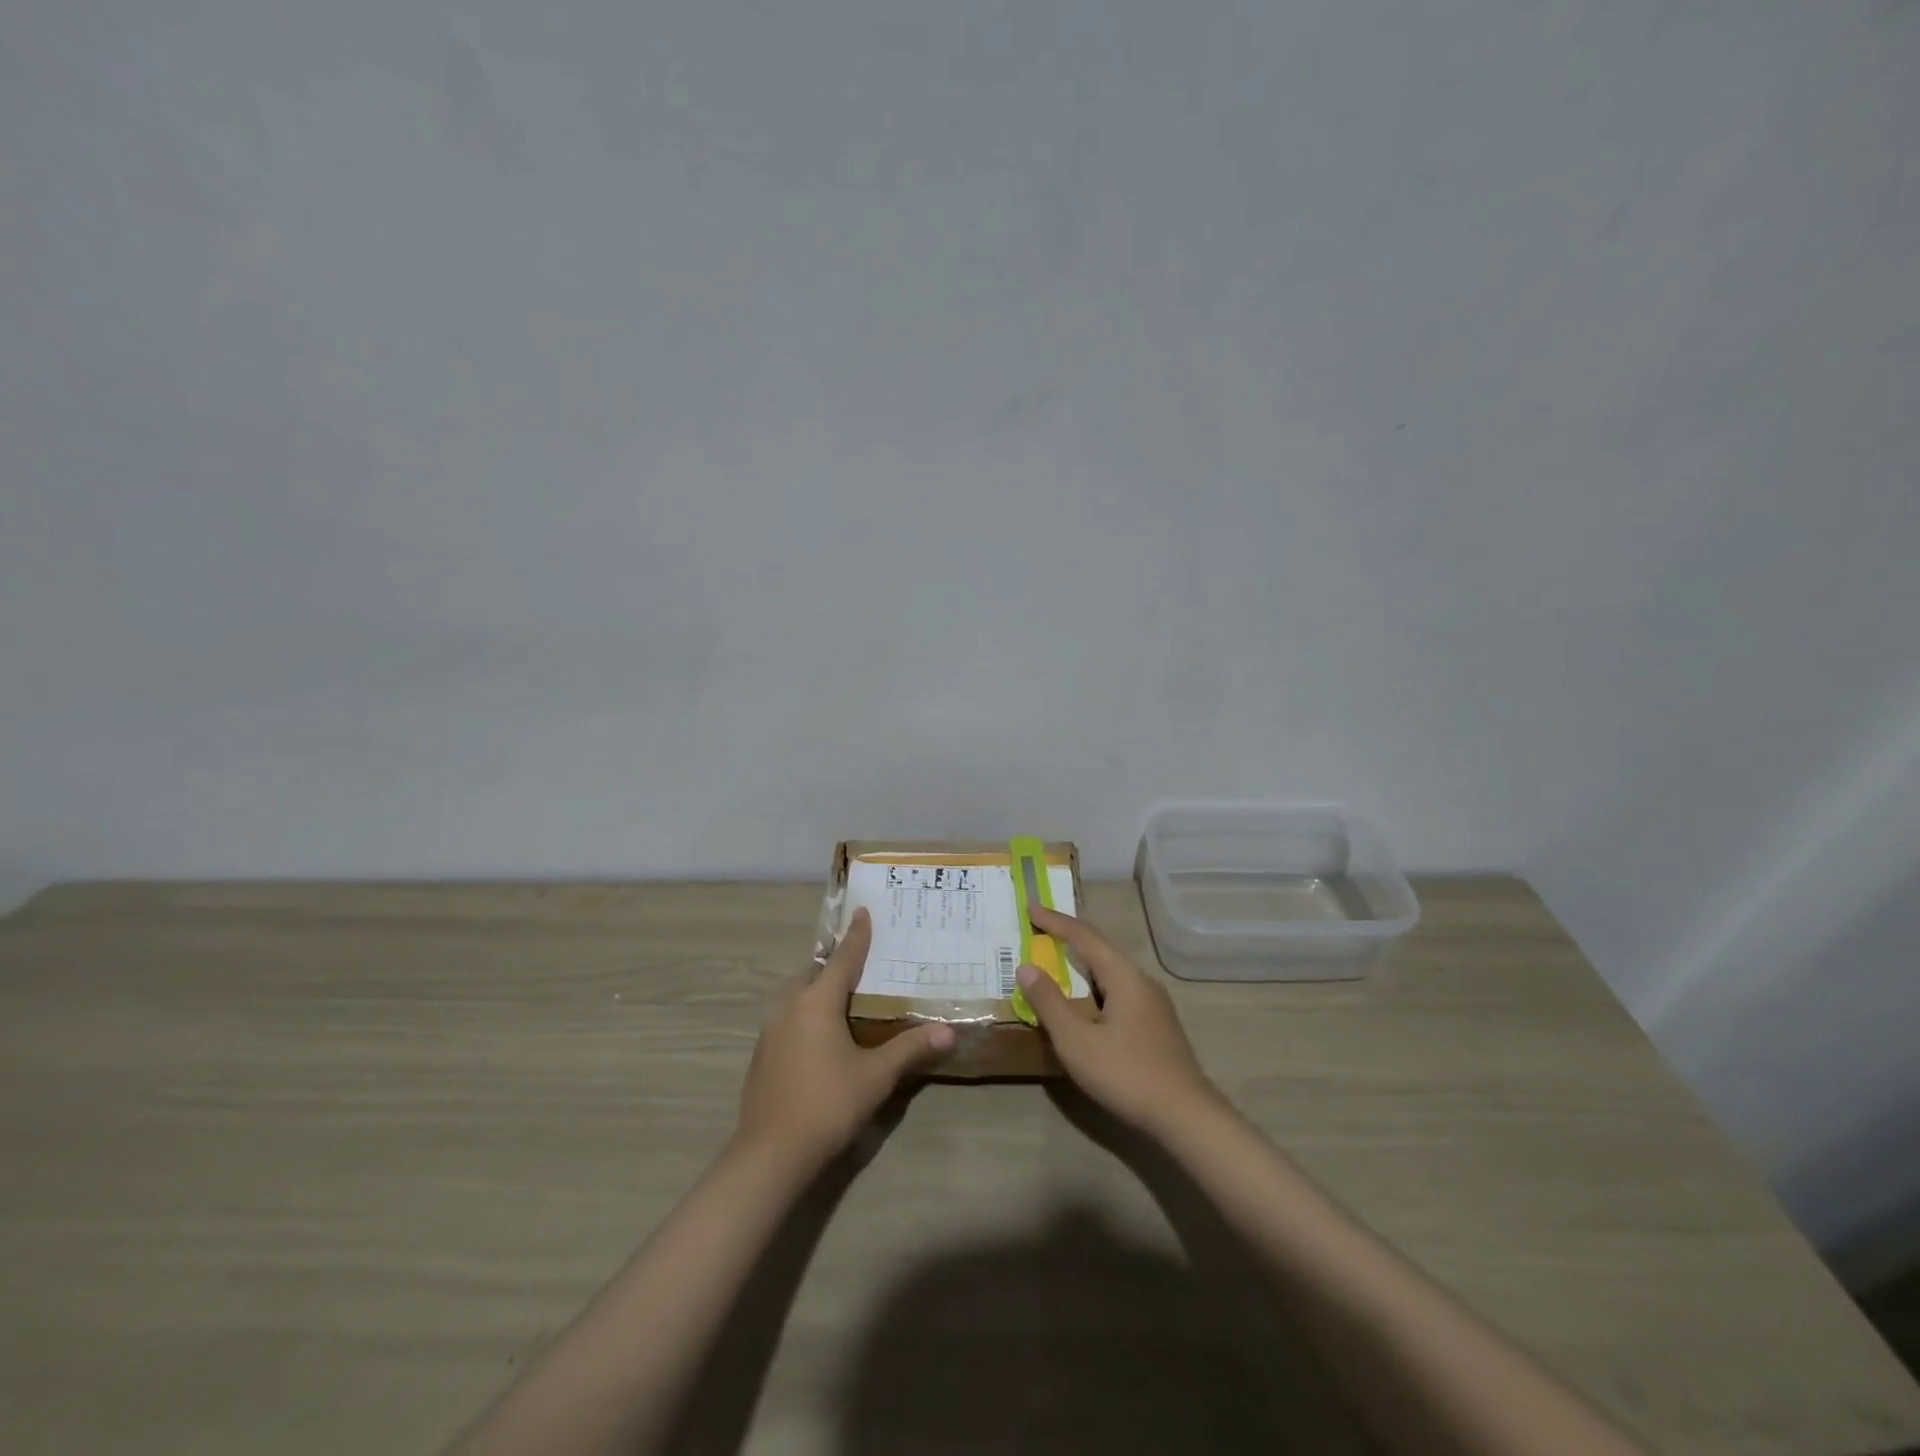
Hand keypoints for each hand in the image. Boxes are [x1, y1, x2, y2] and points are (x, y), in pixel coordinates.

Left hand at [735, 908, 953, 1169]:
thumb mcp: (875, 1075)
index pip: (843, 958)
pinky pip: (789, 1017)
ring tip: (844, 996)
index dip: (856, 935)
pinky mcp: (762, 1053)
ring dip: (819, 989)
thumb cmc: (827, 1103)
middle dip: (836, 963)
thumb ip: (910, 1049)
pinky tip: (821, 1034)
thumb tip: (948, 1031)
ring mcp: (771, 1029)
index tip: (862, 911)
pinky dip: (807, 1012)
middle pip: (815, 972)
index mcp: (817, 1001)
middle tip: (862, 960)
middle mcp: (790, 1006)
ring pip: (798, 995)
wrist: (770, 1153)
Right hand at [1016, 905, 1221, 1137]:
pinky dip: (1094, 984)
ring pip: (1111, 971)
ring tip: (1057, 961)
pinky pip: (1118, 989)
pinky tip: (1085, 1001)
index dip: (1055, 921)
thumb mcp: (1077, 1041)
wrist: (1186, 1117)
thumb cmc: (1126, 1074)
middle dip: (1069, 937)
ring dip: (1082, 963)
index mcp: (1124, 976)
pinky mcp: (1156, 1024)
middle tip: (1040, 929)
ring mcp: (1153, 1003)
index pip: (1084, 937)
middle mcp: (1141, 981)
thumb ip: (1050, 1002)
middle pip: (1101, 949)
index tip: (1030, 907)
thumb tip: (1026, 967)